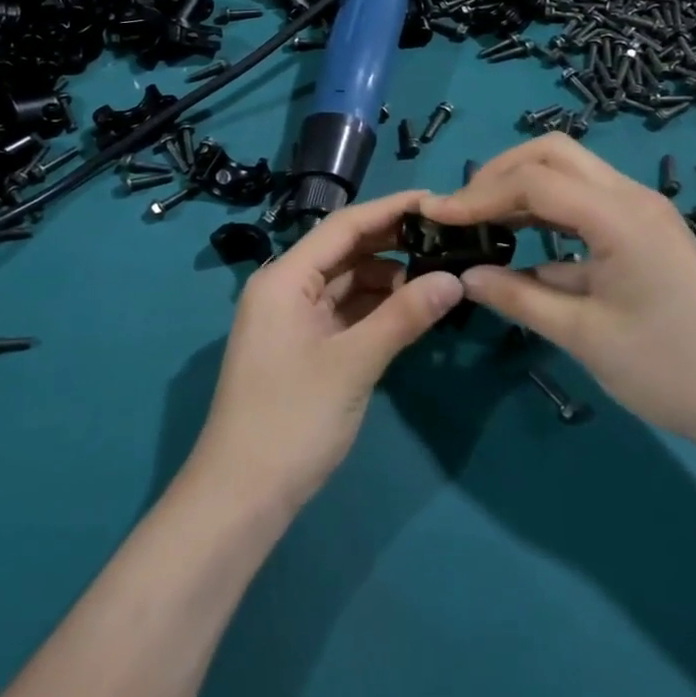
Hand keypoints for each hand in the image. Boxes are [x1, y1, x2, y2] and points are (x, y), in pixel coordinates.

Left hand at [188, 190, 463, 509]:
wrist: (241, 496)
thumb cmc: (293, 418)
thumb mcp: (354, 363)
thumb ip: (404, 316)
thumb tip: (454, 279)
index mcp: (285, 277)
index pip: (344, 226)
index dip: (391, 209)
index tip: (437, 200)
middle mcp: (285, 288)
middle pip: (345, 251)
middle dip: (393, 242)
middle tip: (447, 236)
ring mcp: (292, 319)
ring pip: (347, 283)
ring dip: (388, 278)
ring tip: (439, 273)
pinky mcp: (302, 347)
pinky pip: (343, 312)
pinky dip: (375, 308)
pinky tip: (411, 308)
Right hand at [420, 135, 695, 447]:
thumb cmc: (668, 370)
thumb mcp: (582, 336)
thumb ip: (518, 298)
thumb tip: (466, 276)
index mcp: (620, 216)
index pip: (534, 182)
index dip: (478, 195)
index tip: (437, 216)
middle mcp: (632, 197)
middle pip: (552, 154)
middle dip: (499, 174)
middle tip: (462, 211)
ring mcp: (642, 211)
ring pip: (569, 171)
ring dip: (522, 187)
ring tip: (481, 221)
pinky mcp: (644, 230)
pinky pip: (585, 201)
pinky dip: (546, 210)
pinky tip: (521, 242)